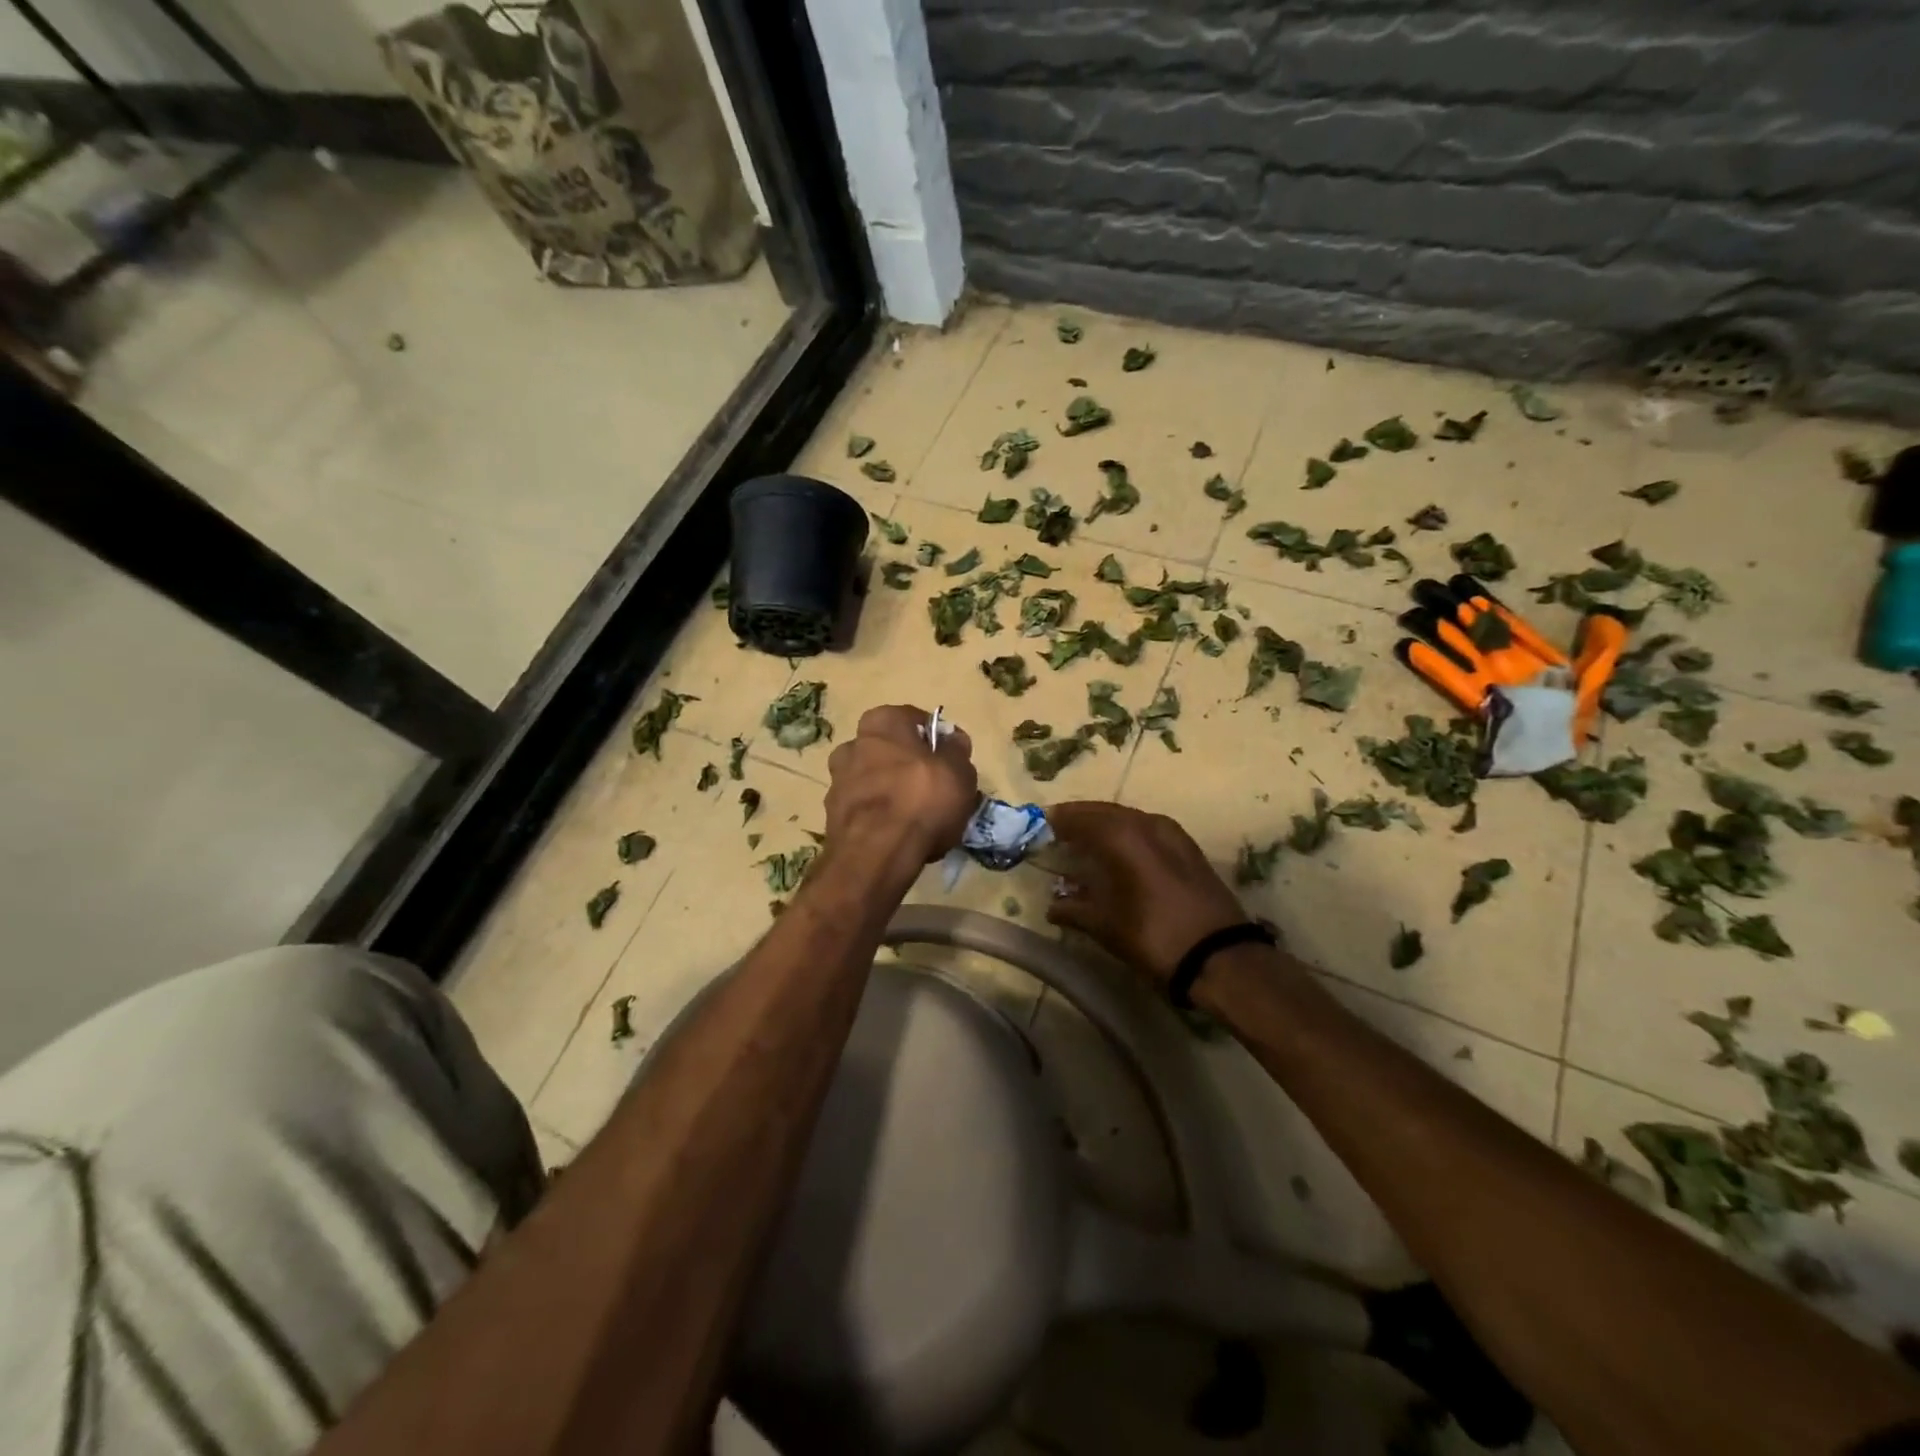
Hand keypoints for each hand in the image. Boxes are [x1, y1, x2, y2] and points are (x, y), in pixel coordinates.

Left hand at [825, 705, 977, 866]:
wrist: (876, 853)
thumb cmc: (922, 800)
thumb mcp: (959, 772)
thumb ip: (956, 750)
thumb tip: (952, 739)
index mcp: (882, 722)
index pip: (912, 720)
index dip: (933, 740)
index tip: (948, 761)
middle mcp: (853, 744)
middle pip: (888, 750)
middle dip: (907, 765)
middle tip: (933, 789)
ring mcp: (837, 780)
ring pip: (873, 780)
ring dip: (890, 792)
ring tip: (916, 817)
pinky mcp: (832, 815)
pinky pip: (864, 808)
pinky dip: (878, 816)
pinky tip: (898, 835)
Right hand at [1046, 802, 1247, 985]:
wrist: (1221, 958)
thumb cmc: (1155, 937)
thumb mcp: (1106, 926)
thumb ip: (1075, 910)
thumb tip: (1052, 906)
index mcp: (1123, 836)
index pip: (1082, 817)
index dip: (1060, 820)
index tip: (1041, 823)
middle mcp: (1148, 824)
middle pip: (1106, 812)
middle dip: (1081, 818)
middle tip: (1059, 827)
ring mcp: (1173, 834)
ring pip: (1130, 818)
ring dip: (1106, 824)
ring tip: (1086, 838)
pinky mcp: (1189, 849)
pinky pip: (1148, 829)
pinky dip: (1128, 833)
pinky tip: (1121, 850)